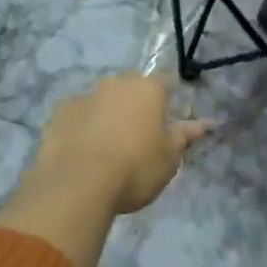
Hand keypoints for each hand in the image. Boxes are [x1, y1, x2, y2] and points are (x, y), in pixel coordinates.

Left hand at [30, 74, 210, 215]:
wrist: (77, 185)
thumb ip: (185, 136)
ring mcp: (85, 95)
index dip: (169, 96)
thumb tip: (207, 123)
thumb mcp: (169, 159)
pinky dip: (83, 124)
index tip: (168, 116)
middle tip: (139, 131)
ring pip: (103, 98)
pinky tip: (83, 149)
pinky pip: (78, 113)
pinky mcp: (59, 112)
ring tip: (108, 143)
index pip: (166, 81)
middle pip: (132, 85)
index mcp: (148, 89)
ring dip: (108, 112)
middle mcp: (117, 84)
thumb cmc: (134, 169)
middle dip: (136, 101)